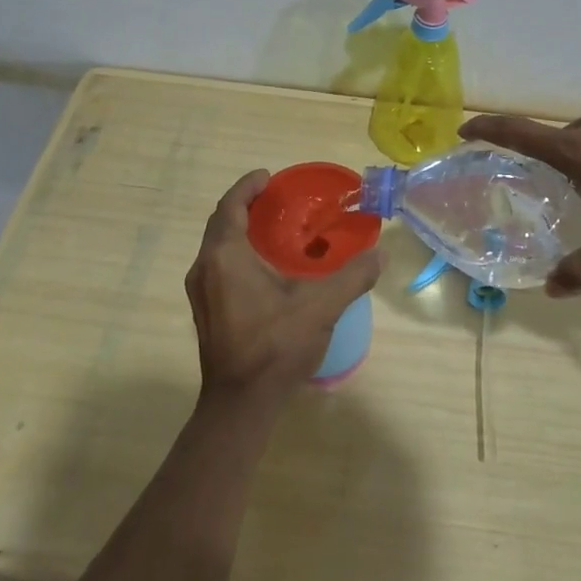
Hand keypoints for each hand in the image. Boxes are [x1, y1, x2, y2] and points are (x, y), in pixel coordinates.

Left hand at [184, 171, 384, 408]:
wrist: (240, 404)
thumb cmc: (275, 346)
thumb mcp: (321, 307)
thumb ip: (352, 276)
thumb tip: (380, 254)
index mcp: (224, 257)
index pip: (230, 206)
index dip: (247, 187)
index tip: (268, 176)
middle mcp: (204, 268)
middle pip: (220, 224)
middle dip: (245, 206)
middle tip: (275, 199)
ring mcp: (200, 292)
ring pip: (217, 247)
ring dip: (239, 231)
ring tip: (272, 229)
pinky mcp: (205, 312)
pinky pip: (217, 267)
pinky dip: (237, 254)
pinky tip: (264, 267)